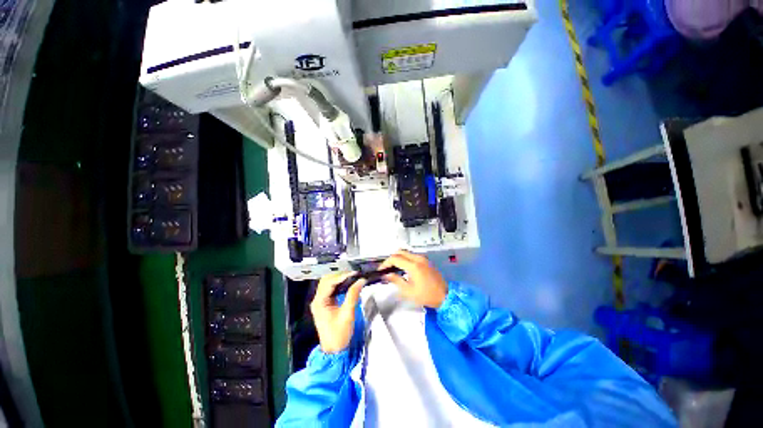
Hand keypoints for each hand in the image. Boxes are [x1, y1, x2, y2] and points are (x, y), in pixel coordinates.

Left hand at [310, 272, 364, 353]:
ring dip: (340, 278)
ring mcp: (321, 301)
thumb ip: (353, 295)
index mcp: (319, 302)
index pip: (329, 282)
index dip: (342, 275)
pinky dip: (339, 284)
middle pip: (327, 280)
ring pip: (328, 283)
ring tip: (352, 276)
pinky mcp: (325, 303)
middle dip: (340, 275)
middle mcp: (317, 299)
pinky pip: (331, 289)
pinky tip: (348, 282)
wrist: (335, 350)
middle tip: (354, 273)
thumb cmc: (339, 334)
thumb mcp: (348, 314)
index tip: (354, 272)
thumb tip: (361, 280)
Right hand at [379, 250, 447, 307]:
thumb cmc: (426, 295)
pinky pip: (412, 255)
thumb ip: (396, 280)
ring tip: (393, 269)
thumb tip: (386, 275)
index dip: (385, 263)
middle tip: (386, 268)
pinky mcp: (426, 260)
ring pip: (406, 252)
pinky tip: (403, 268)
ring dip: (398, 258)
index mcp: (413, 265)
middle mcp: (418, 258)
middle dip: (391, 259)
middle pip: (400, 252)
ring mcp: (423, 258)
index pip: (395, 258)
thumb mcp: (408, 291)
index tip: (381, 270)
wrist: (445, 295)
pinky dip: (405, 259)